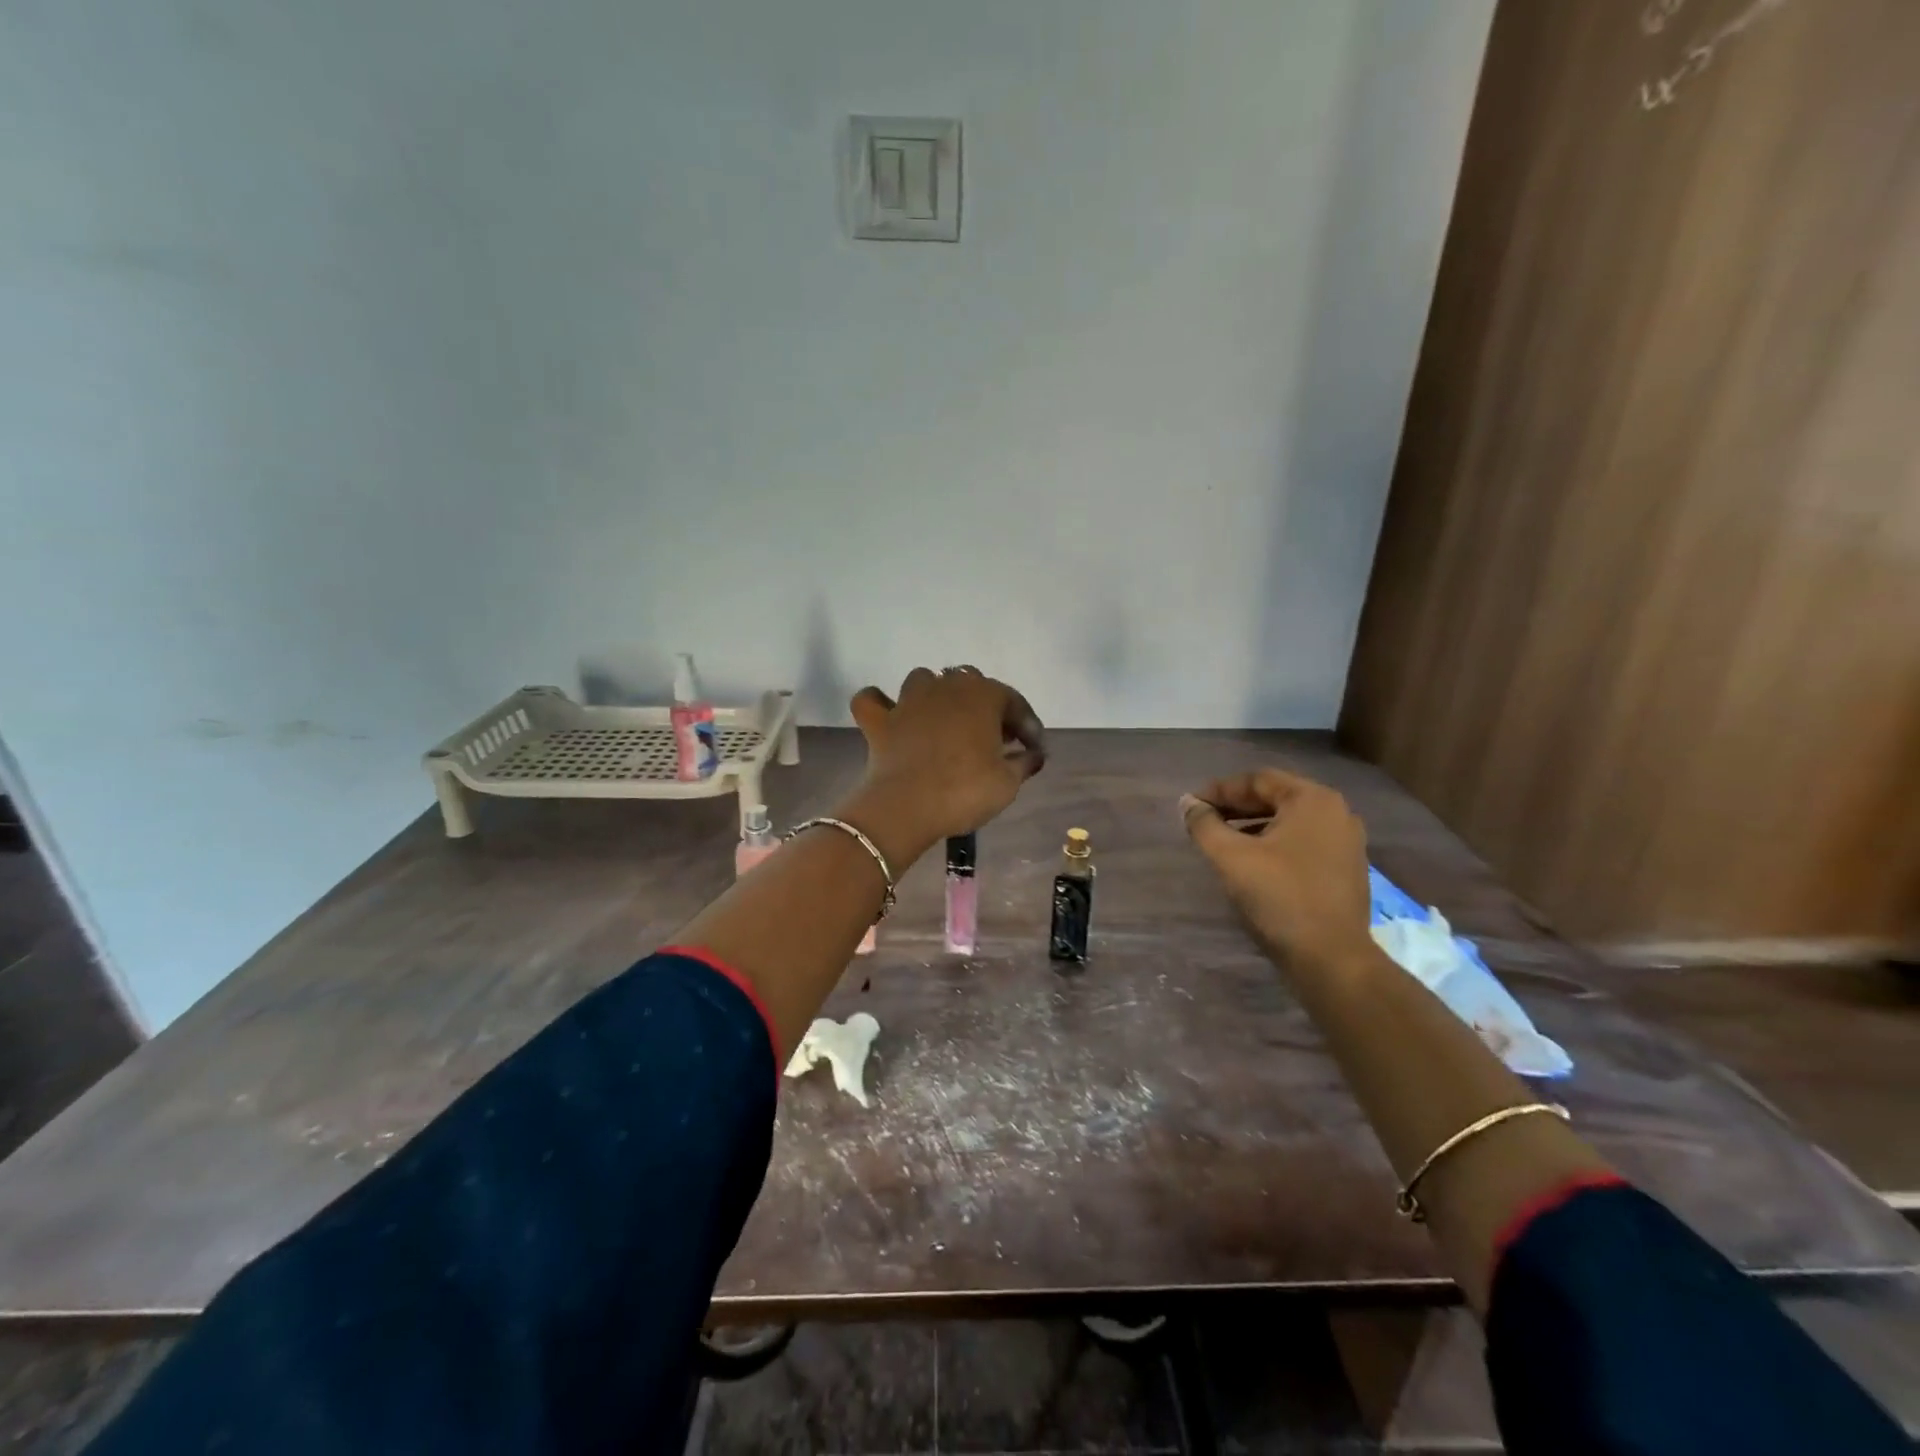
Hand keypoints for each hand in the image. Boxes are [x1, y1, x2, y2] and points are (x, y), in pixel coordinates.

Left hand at [846, 667, 1045, 847]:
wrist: (907, 807)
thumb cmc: (965, 791)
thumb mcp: (1008, 782)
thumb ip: (1024, 762)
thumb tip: (1035, 754)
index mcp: (983, 695)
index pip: (1013, 701)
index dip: (1027, 725)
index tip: (1033, 749)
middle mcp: (946, 686)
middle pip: (971, 684)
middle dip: (985, 707)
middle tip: (994, 738)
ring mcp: (908, 700)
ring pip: (924, 680)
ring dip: (936, 696)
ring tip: (946, 722)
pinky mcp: (879, 720)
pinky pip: (872, 701)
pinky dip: (880, 704)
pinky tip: (890, 716)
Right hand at [1181, 768, 1373, 973]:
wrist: (1332, 959)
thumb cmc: (1280, 897)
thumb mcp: (1231, 857)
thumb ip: (1204, 824)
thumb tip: (1188, 804)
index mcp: (1313, 800)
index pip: (1257, 780)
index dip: (1219, 790)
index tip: (1191, 806)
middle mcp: (1336, 812)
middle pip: (1275, 797)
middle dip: (1235, 807)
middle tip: (1203, 820)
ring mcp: (1346, 841)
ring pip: (1289, 821)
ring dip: (1253, 825)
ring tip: (1221, 841)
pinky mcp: (1346, 868)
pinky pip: (1302, 842)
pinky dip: (1274, 844)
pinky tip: (1251, 861)